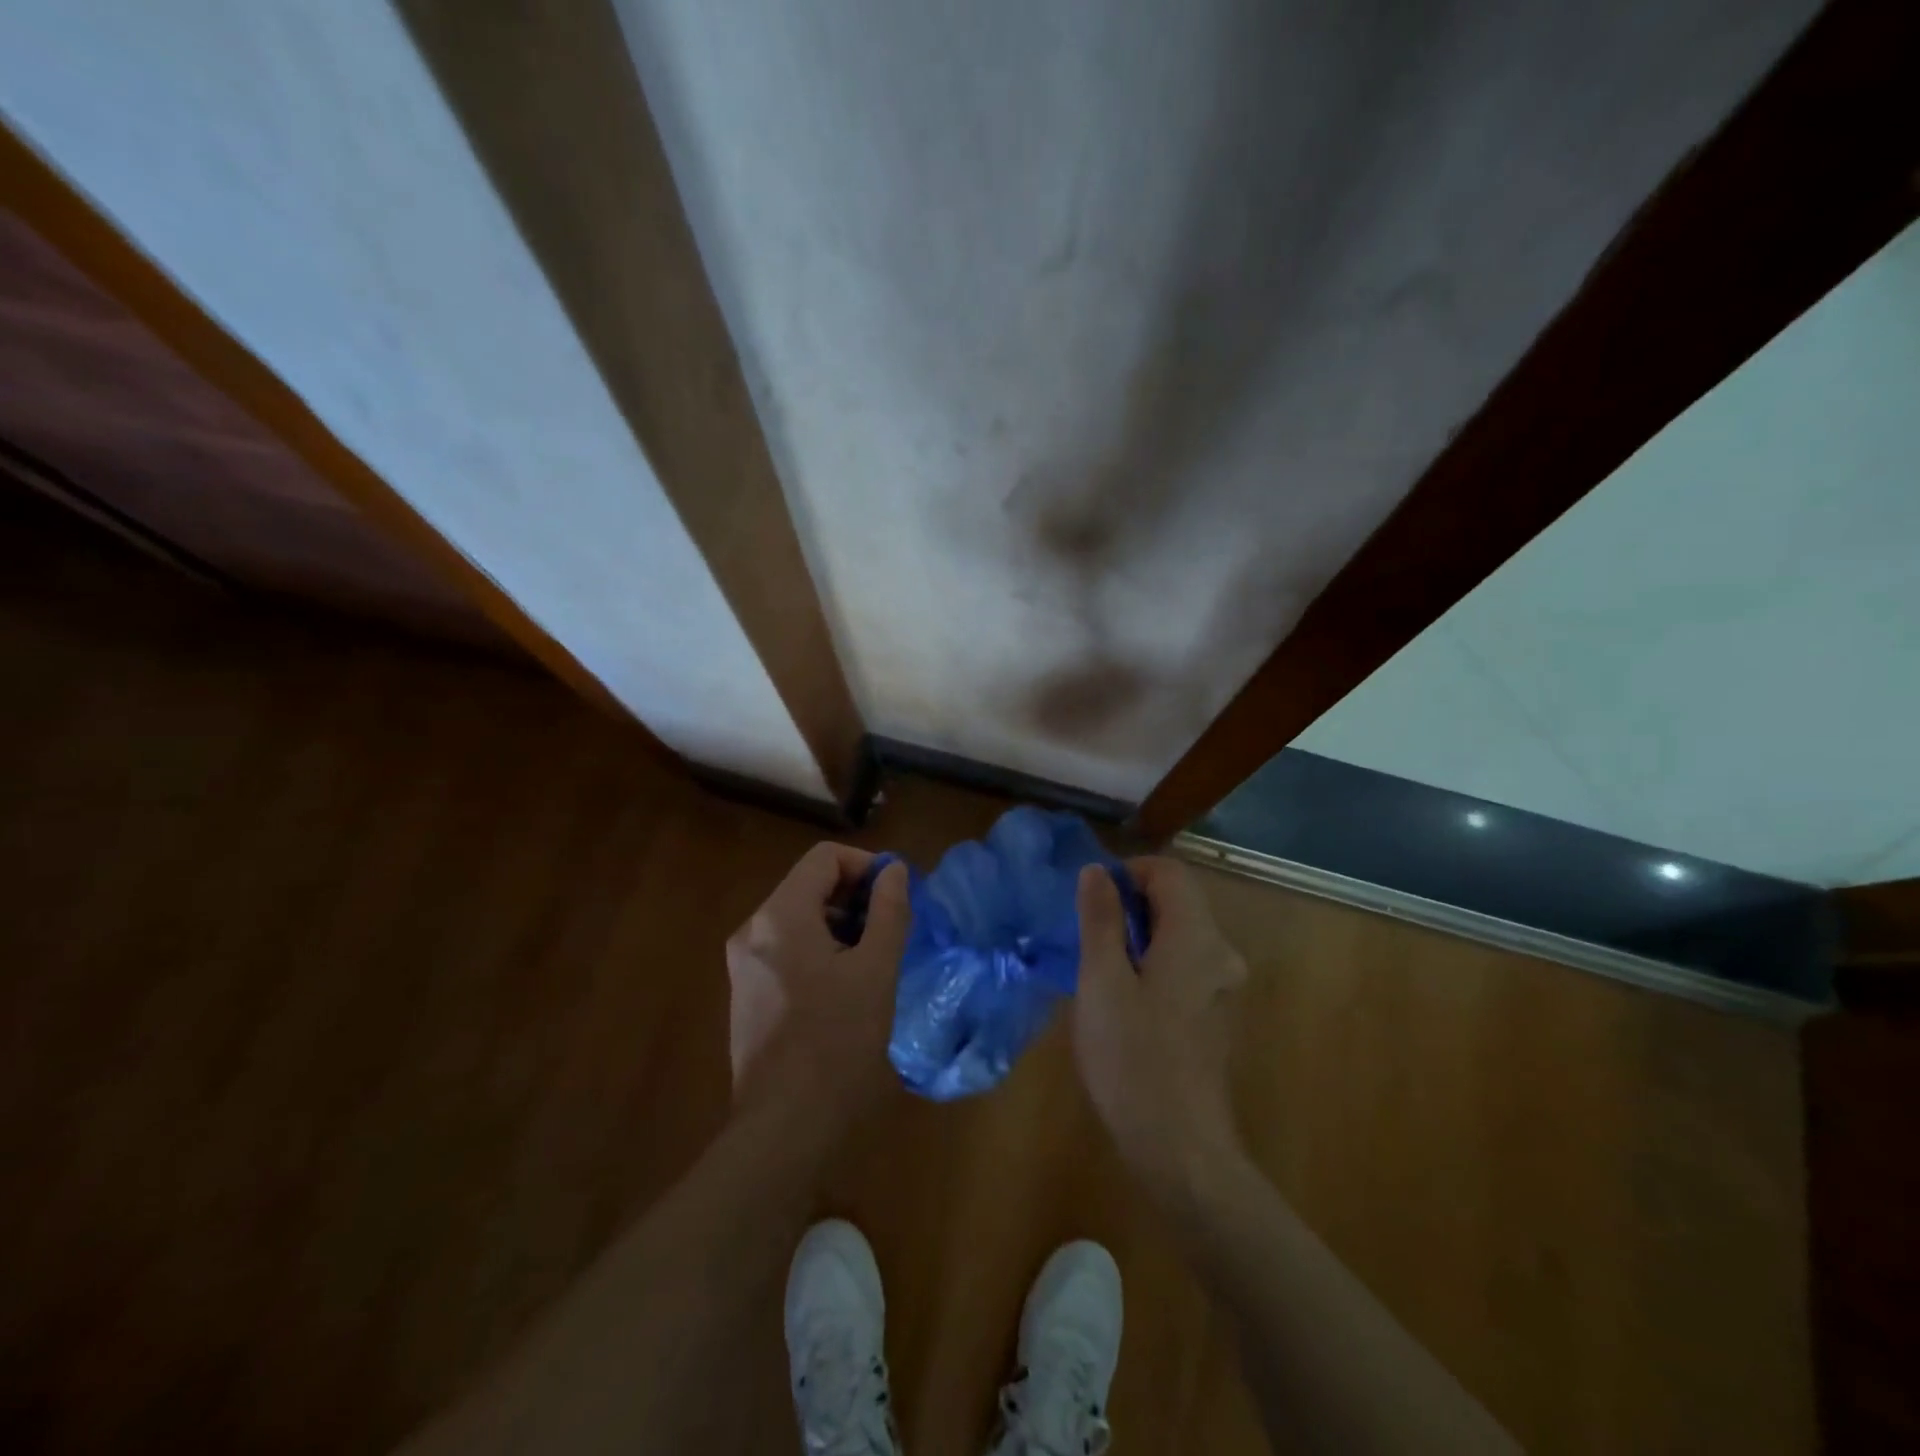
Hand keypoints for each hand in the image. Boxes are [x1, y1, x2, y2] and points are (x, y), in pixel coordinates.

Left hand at [725, 843, 910, 1125]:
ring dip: (840, 923)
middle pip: (809, 884)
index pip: (825, 857)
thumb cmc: (837, 1042)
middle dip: (855, 896)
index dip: (866, 865)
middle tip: (892, 927)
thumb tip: (895, 871)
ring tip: (874, 957)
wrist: (784, 1127)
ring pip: (798, 917)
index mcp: (780, 916)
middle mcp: (752, 929)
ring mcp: (743, 963)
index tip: (896, 895)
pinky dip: (819, 947)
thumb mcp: (876, 970)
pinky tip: (845, 984)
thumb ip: (889, 911)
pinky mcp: (745, 991)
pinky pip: (786, 947)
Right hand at [1072, 857, 1248, 1196]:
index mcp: (1196, 936)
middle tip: (1089, 937)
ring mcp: (1222, 986)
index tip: (1092, 899)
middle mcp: (1220, 953)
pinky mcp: (1216, 1014)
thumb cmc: (1133, 1058)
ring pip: (1180, 934)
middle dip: (1130, 905)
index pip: (1169, 871)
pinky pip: (1185, 964)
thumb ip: (1100, 919)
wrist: (1180, 1147)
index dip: (1128, 872)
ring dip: (1139, 935)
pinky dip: (1154, 962)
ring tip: (1099, 968)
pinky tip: (1124, 1000)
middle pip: (1177, 900)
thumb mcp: (1102, 981)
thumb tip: (1097, 870)